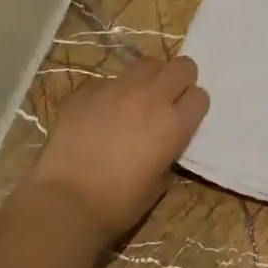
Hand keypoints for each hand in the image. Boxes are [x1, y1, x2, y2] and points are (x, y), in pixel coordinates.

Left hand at [25, 55, 208, 245]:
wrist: (67, 200)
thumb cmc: (120, 202)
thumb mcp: (160, 181)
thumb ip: (168, 151)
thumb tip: (163, 140)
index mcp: (173, 124)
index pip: (200, 96)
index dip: (193, 106)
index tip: (184, 117)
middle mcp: (150, 98)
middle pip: (181, 66)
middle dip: (180, 80)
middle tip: (168, 98)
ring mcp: (116, 89)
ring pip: (145, 64)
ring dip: (148, 78)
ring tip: (136, 98)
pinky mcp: (86, 91)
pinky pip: (109, 80)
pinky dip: (112, 91)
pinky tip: (101, 113)